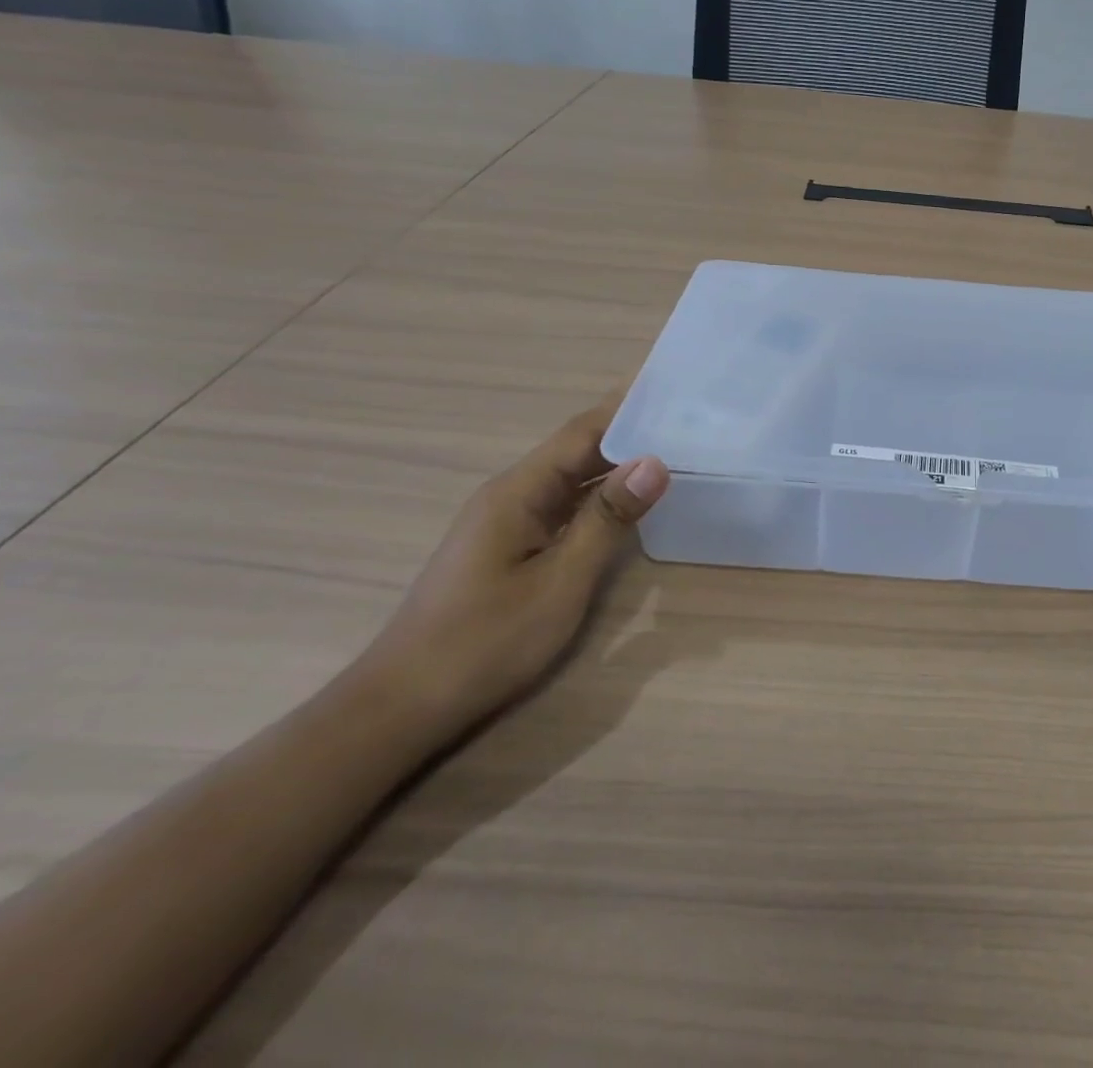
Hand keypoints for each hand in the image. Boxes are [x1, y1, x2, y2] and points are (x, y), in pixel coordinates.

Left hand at [361, 398, 668, 737]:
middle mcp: (512, 495)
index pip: (582, 431)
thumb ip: (608, 519)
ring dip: (618, 463)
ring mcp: (510, 522)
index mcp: (519, 491)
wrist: (403, 705)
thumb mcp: (560, 582)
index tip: (673, 387)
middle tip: (689, 420)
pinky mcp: (512, 547)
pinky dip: (602, 497)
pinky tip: (633, 502)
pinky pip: (566, 506)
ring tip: (674, 450)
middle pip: (578, 448)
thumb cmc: (485, 642)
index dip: (627, 406)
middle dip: (631, 431)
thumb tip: (656, 461)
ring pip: (573, 478)